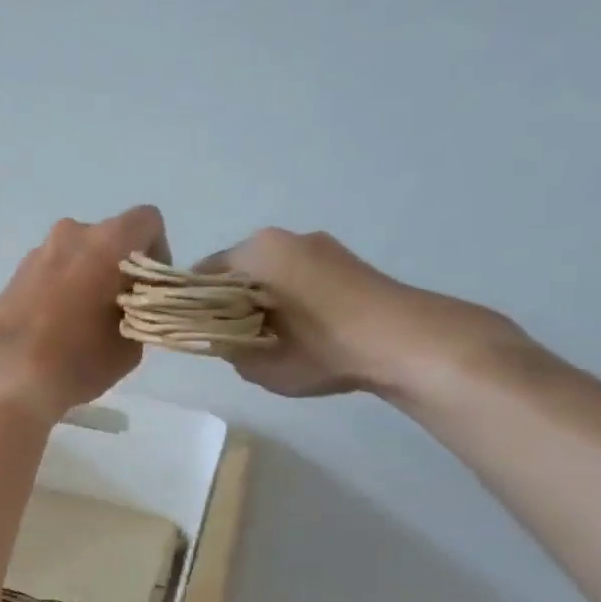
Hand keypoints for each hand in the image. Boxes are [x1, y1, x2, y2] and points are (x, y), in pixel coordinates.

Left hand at [0, 206, 169, 421]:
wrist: (4, 376)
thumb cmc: (78, 358)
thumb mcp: (130, 345)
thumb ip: (138, 312)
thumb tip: (125, 306)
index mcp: (107, 241)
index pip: (147, 222)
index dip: (157, 253)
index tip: (148, 290)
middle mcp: (69, 235)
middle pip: (106, 239)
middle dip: (116, 268)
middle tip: (115, 310)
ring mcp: (35, 254)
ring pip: (73, 257)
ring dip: (84, 280)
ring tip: (80, 325)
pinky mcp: (10, 278)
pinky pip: (47, 277)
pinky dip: (56, 294)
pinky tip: (51, 332)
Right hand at [197, 229, 529, 403]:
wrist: (408, 343)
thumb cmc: (320, 349)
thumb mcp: (255, 364)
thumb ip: (225, 346)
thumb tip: (220, 335)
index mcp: (255, 252)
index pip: (201, 274)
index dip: (192, 305)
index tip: (197, 331)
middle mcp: (285, 237)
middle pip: (238, 270)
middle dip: (229, 300)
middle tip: (234, 338)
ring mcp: (321, 246)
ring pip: (271, 273)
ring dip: (263, 299)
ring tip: (275, 338)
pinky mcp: (348, 261)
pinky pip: (301, 277)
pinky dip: (293, 298)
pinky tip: (306, 331)